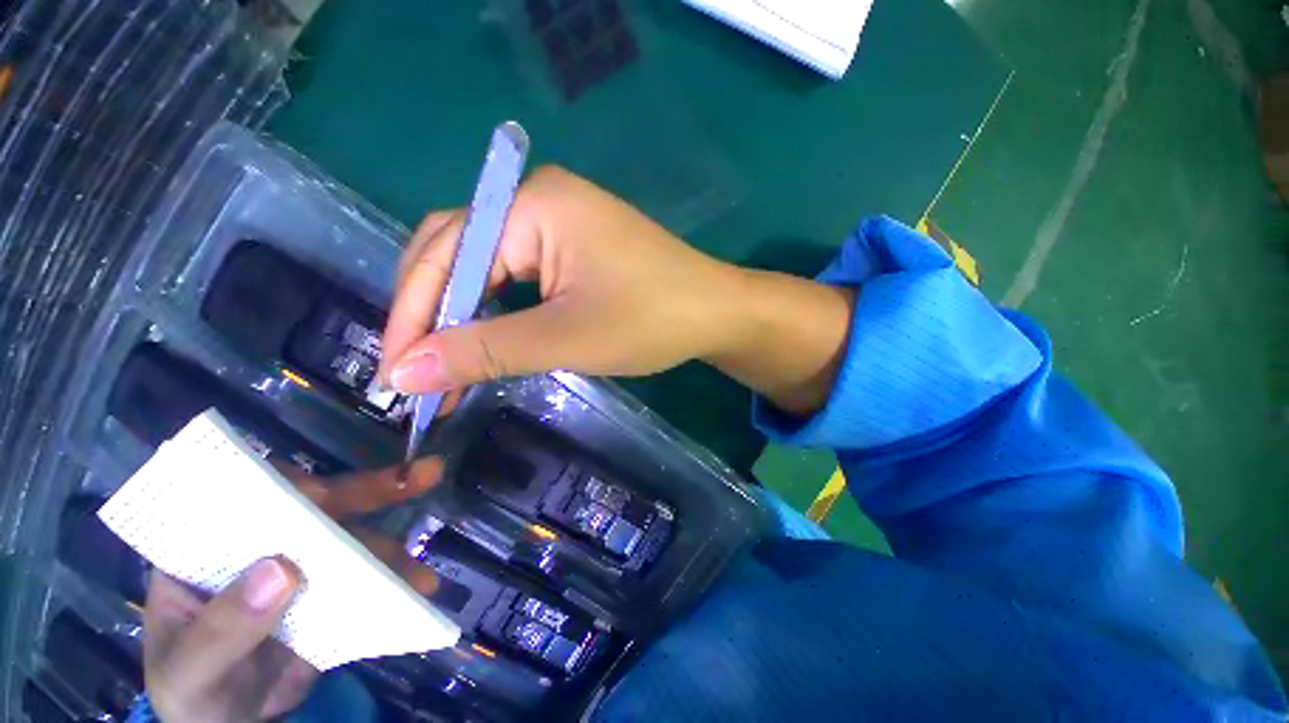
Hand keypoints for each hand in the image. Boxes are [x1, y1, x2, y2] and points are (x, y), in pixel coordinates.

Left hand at [141, 460, 441, 722]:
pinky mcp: (331, 590)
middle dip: (372, 488)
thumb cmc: (193, 696)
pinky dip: (396, 579)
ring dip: (391, 552)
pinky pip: (367, 576)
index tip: (323, 493)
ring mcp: (301, 567)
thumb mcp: (190, 673)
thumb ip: (223, 630)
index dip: (285, 489)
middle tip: (426, 473)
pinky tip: (418, 588)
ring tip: (420, 580)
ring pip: (353, 542)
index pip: (245, 501)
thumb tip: (282, 568)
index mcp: (207, 552)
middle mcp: (261, 546)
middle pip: (317, 507)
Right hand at [381, 166, 853, 415]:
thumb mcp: (564, 338)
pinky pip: (517, 273)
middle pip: (457, 250)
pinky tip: (486, 338)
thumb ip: (483, 350)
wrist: (715, 312)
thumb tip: (404, 372)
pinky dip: (495, 308)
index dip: (413, 313)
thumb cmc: (650, 320)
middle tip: (417, 370)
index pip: (445, 253)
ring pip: (486, 265)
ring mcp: (557, 222)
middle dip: (433, 311)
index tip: (395, 371)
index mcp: (533, 205)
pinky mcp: (572, 246)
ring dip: (462, 313)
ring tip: (445, 363)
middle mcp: (538, 200)